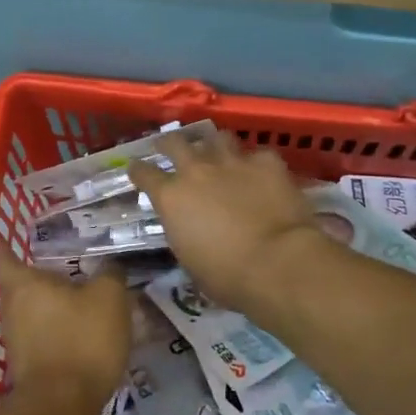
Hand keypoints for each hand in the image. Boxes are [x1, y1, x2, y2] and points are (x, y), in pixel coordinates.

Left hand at [0, 239, 131, 414]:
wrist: (63, 406)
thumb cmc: (82, 338)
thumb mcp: (109, 297)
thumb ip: (110, 275)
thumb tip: (109, 267)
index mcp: (24, 284)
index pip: (0, 257)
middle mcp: (11, 310)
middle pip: (14, 287)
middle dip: (31, 278)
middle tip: (56, 269)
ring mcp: (15, 342)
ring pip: (27, 314)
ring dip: (45, 307)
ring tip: (73, 301)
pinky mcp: (26, 368)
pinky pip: (38, 338)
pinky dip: (53, 332)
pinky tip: (77, 334)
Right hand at [129, 132, 327, 312]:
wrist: (278, 263)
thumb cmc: (227, 276)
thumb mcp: (190, 260)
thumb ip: (183, 233)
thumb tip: (187, 227)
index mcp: (171, 197)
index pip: (144, 173)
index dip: (138, 170)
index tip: (136, 170)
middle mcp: (197, 171)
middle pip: (175, 143)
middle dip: (168, 144)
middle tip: (168, 147)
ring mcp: (233, 162)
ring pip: (217, 138)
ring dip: (213, 145)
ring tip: (216, 152)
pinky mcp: (267, 163)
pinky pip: (258, 154)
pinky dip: (256, 163)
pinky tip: (260, 172)